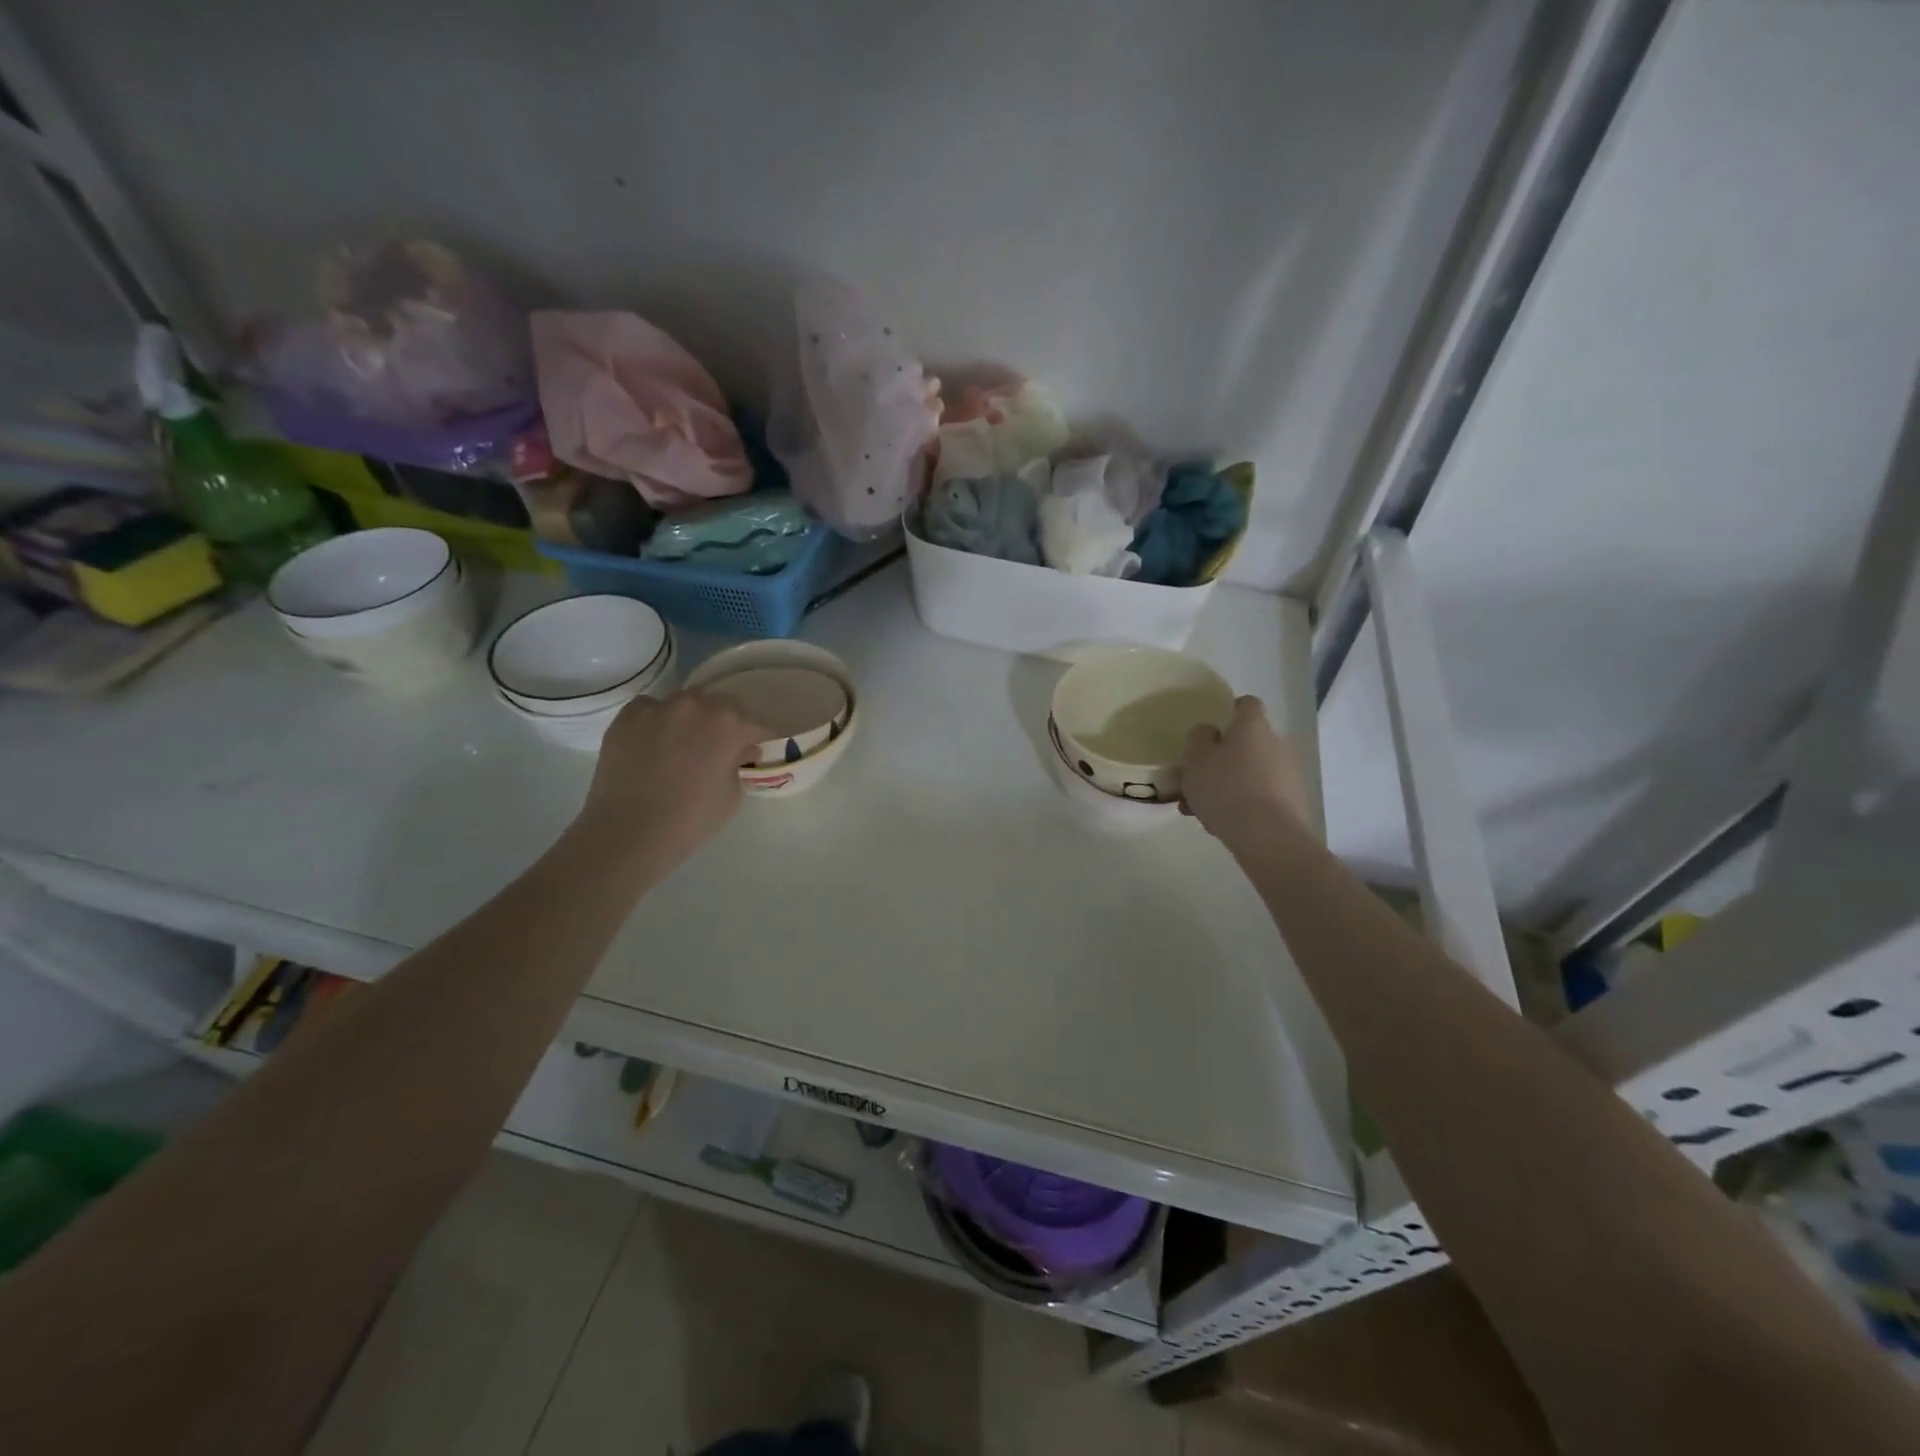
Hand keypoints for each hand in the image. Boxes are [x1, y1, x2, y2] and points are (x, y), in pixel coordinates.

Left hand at [571, 691, 766, 878]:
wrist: (629, 832)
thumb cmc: (691, 818)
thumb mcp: (733, 795)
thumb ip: (739, 764)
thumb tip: (738, 752)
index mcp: (729, 723)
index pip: (755, 725)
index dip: (758, 740)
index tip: (754, 754)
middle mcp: (695, 704)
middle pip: (720, 706)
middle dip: (725, 725)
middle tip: (720, 750)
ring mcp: (657, 707)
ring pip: (684, 705)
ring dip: (691, 720)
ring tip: (683, 746)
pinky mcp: (626, 717)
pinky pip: (650, 710)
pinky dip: (656, 722)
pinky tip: (653, 746)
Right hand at [1180, 696, 1311, 848]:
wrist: (1267, 837)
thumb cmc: (1225, 788)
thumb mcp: (1196, 758)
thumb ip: (1199, 738)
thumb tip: (1210, 732)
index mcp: (1253, 726)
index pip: (1246, 704)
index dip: (1228, 712)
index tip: (1209, 732)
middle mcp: (1276, 743)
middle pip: (1246, 742)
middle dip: (1222, 758)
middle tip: (1196, 779)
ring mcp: (1287, 773)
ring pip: (1249, 771)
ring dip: (1227, 784)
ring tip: (1200, 809)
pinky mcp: (1291, 802)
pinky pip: (1259, 794)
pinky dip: (1241, 803)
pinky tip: (1219, 824)